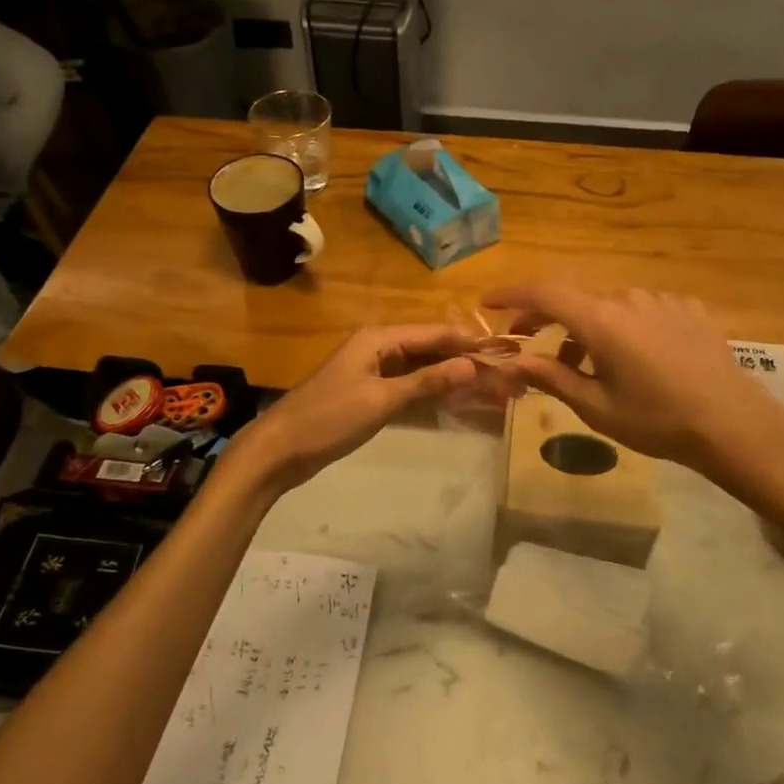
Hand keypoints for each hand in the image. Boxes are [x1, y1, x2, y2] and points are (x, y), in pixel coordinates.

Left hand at [234, 325, 519, 489]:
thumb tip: (471, 365)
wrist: (280, 450)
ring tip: (488, 389)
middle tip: (502, 377)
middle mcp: (378, 348)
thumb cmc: (329, 418)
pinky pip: (408, 387)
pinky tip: (455, 402)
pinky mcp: (369, 394)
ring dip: (451, 378)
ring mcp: (373, 372)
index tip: (504, 352)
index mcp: (379, 339)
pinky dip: (431, 393)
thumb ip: (427, 382)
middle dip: (464, 361)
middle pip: (430, 350)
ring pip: (421, 369)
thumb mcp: (381, 400)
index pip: (434, 333)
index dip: (468, 342)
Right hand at [485, 284, 783, 474]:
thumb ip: (553, 378)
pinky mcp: (686, 307)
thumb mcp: (597, 407)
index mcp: (601, 321)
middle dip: (546, 316)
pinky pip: (641, 308)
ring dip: (587, 325)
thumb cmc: (657, 420)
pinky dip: (623, 325)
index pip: (544, 293)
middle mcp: (627, 298)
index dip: (512, 294)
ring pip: (609, 304)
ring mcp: (660, 299)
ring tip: (585, 361)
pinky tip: (635, 356)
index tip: (489, 302)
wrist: (732, 423)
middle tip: (530, 340)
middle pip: (575, 297)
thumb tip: (517, 361)